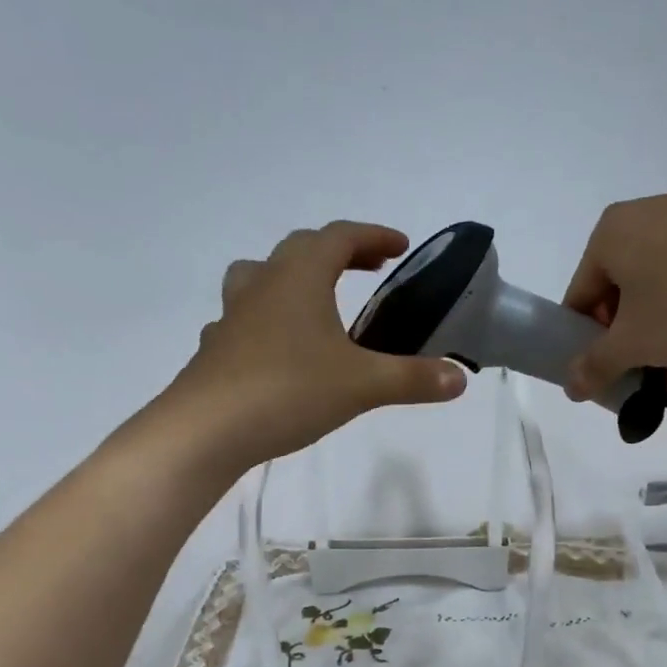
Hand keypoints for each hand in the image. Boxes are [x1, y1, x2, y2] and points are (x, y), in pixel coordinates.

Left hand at [167, 221, 466, 466]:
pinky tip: (275, 351)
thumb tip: (459, 378)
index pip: (339, 237)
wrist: (206, 431)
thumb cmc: (288, 391)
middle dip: (337, 252)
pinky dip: (265, 322)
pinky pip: (242, 321)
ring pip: (259, 277)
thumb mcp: (362, 386)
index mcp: (300, 278)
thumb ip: (413, 379)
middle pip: (299, 249)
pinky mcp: (215, 350)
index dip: (373, 236)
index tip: (400, 247)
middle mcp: (262, 285)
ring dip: (290, 278)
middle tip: (367, 269)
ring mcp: (232, 317)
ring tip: (313, 301)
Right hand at [560, 195, 666, 398]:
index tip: (604, 367)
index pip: (580, 295)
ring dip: (658, 314)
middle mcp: (644, 211)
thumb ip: (594, 366)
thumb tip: (570, 387)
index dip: (586, 338)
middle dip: (625, 326)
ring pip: (656, 276)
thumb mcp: (632, 345)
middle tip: (642, 360)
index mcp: (608, 232)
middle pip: (617, 284)